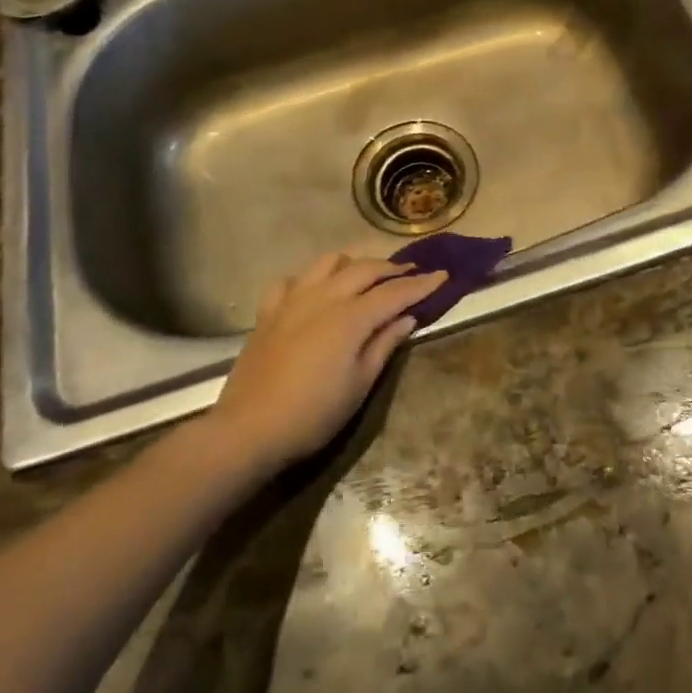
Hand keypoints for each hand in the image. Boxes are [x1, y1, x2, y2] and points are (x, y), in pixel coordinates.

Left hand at [207, 252, 446, 469]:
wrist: (249, 429)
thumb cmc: (313, 414)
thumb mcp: (359, 385)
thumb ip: (384, 345)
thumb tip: (406, 318)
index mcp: (350, 317)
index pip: (394, 292)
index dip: (421, 284)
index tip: (442, 276)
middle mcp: (323, 297)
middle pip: (364, 269)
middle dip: (391, 268)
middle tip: (410, 273)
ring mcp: (292, 300)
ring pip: (327, 263)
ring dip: (353, 263)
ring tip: (365, 276)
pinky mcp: (268, 311)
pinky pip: (291, 280)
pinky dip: (309, 279)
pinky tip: (314, 292)